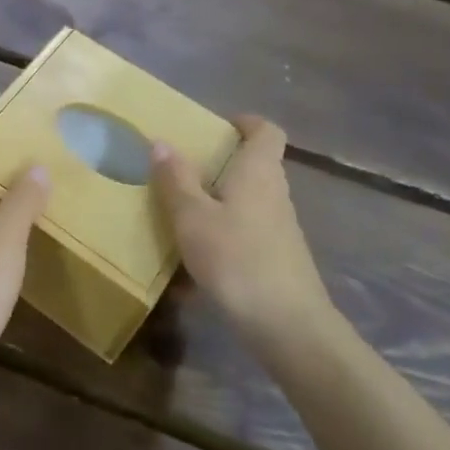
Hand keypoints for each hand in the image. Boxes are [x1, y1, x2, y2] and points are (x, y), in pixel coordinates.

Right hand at [151, 116, 336, 356]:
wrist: (288, 327)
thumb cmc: (237, 258)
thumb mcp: (192, 217)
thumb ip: (175, 179)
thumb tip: (160, 142)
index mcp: (257, 172)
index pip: (266, 130)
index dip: (244, 122)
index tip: (215, 126)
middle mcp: (274, 193)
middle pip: (254, 164)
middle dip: (220, 162)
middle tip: (181, 167)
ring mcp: (280, 228)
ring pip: (248, 200)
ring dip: (217, 200)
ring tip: (179, 210)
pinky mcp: (277, 258)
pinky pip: (245, 232)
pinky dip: (222, 234)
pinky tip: (194, 257)